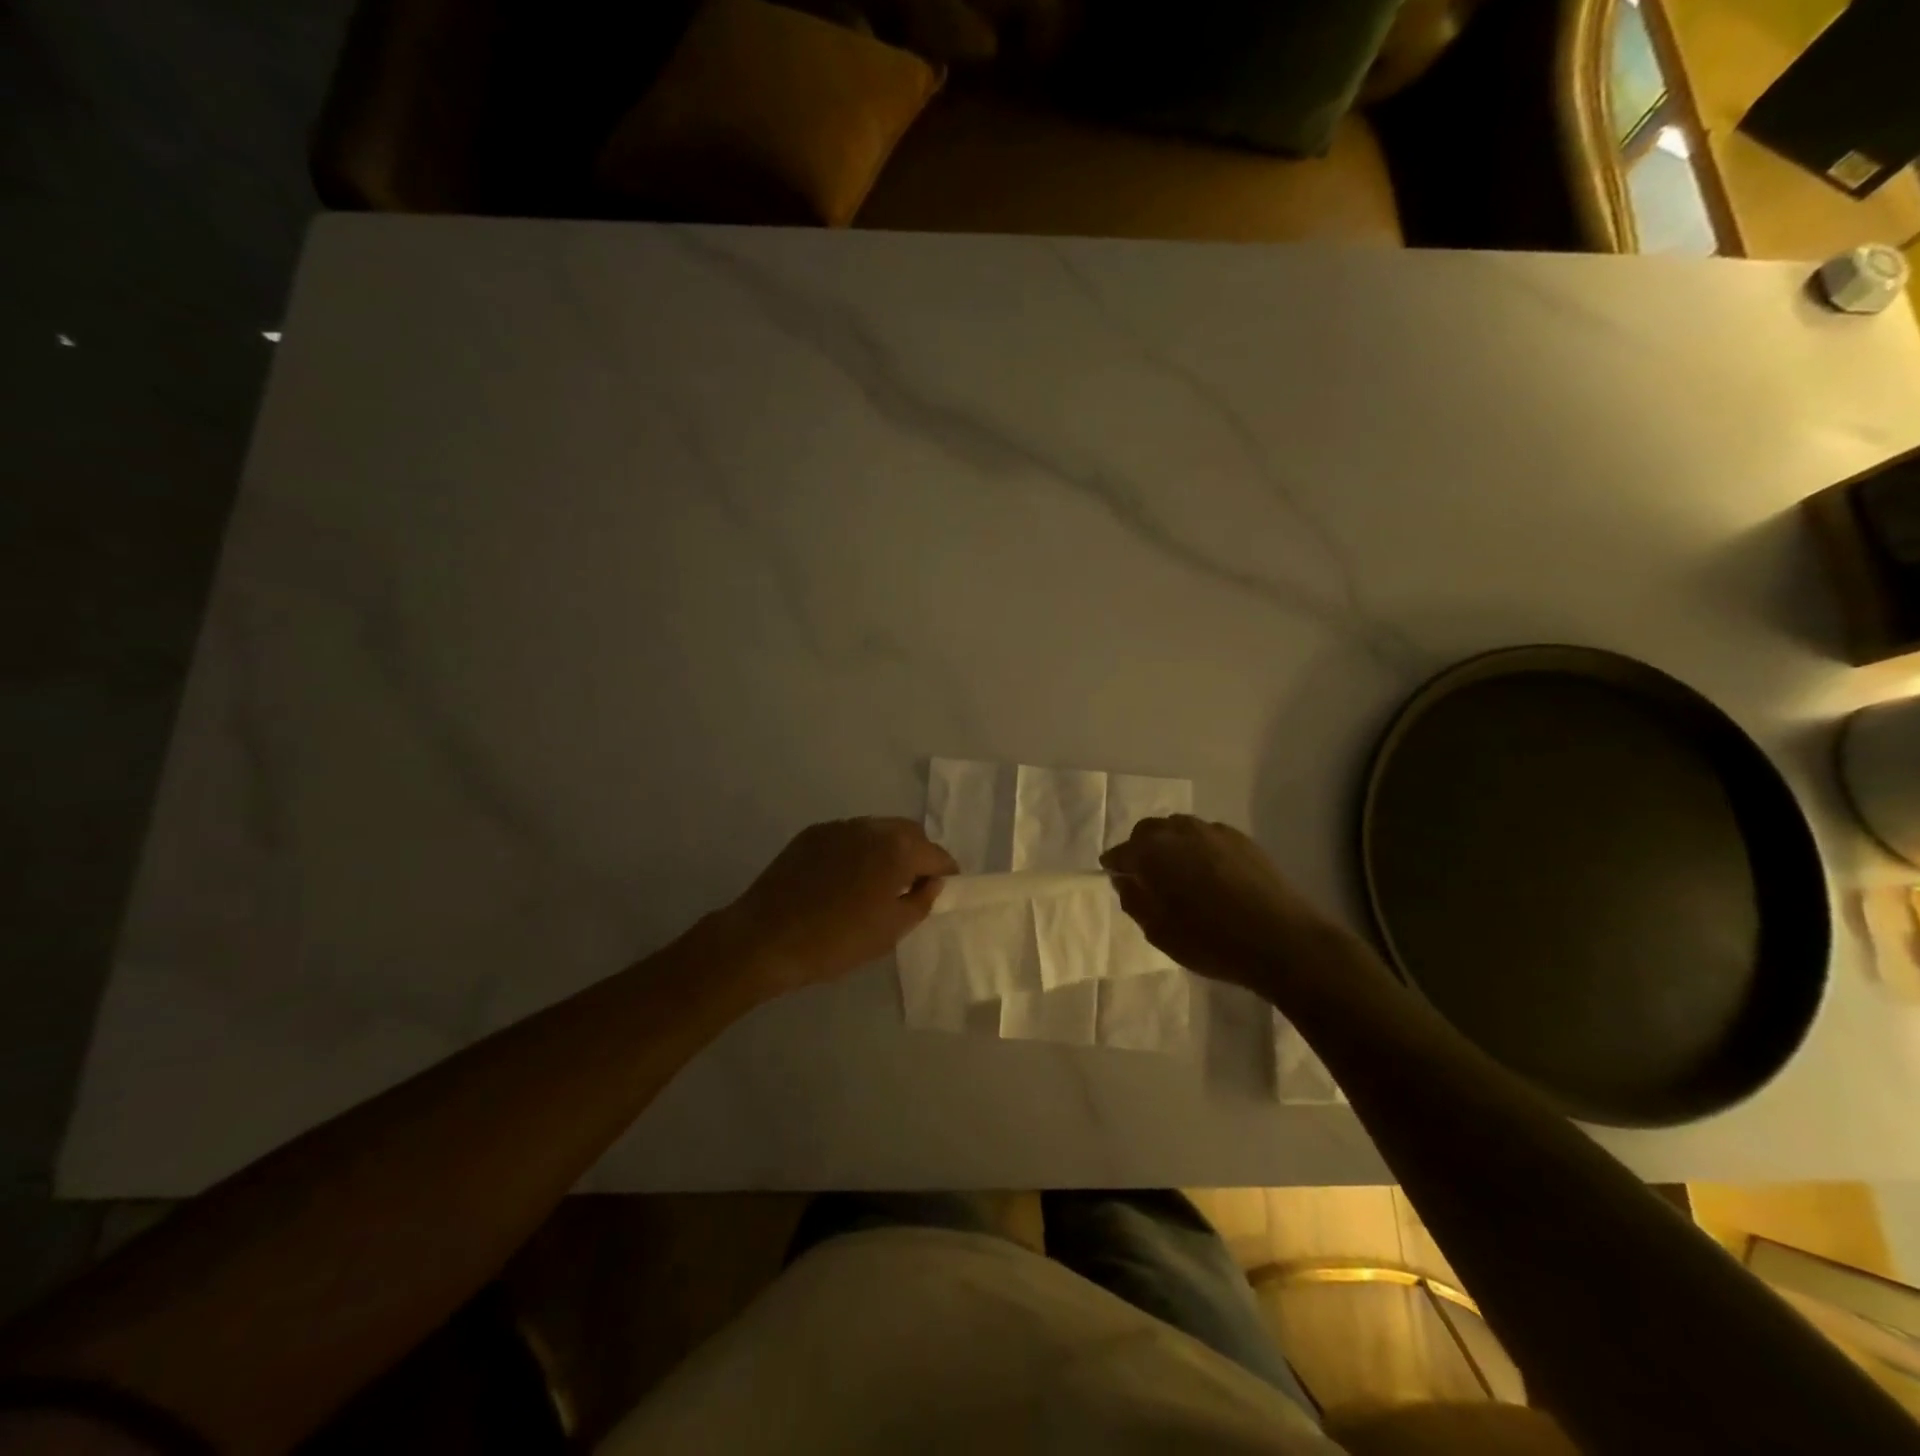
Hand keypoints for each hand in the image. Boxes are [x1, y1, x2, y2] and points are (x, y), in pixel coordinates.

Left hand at [724, 818, 959, 993]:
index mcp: (897, 849)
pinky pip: (849, 836)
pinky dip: (859, 850)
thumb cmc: (837, 940)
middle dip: (918, 854)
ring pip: (878, 830)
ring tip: (879, 881)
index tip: (943, 889)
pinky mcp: (812, 834)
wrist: (766, 938)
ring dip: (888, 849)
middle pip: (909, 833)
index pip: (936, 854)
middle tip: (912, 885)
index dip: (945, 872)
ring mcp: (839, 827)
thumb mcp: (890, 931)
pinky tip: (847, 877)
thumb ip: (920, 902)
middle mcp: (871, 827)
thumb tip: (931, 882)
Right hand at [1099, 815, 1345, 994]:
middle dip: (1141, 849)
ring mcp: (1213, 831)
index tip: (1116, 877)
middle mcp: (1179, 831)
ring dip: (1171, 845)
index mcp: (1152, 853)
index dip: (1115, 865)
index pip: (1121, 851)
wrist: (1282, 940)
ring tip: (1179, 874)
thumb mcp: (1159, 932)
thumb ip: (1134, 901)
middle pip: (1148, 831)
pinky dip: (1198, 848)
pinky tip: (1210, 874)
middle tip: (1147, 877)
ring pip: (1179, 829)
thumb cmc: (1211, 941)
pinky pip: (1207, 835)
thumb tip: (1125, 880)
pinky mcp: (1241, 838)